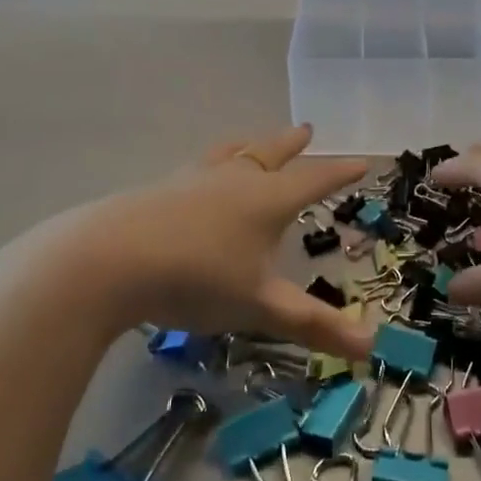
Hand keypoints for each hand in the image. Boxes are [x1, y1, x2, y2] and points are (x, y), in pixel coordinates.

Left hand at [4, 125, 371, 358]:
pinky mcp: (160, 189)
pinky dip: (215, 163)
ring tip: (254, 142)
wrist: (109, 260)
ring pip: (232, 154)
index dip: (340, 172)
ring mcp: (194, 180)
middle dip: (292, 144)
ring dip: (251, 146)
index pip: (315, 179)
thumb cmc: (197, 278)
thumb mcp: (260, 307)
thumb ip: (314, 325)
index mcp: (268, 199)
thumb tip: (371, 350)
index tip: (362, 162)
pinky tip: (199, 177)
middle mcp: (235, 179)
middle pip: (271, 153)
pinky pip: (200, 166)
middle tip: (308, 130)